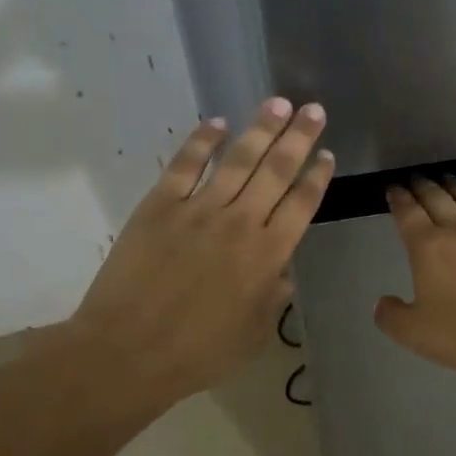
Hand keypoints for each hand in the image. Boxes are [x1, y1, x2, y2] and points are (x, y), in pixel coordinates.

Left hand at [63, 98, 332, 408]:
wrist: (128, 352)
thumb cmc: (198, 353)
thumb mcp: (253, 335)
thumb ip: (273, 298)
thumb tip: (282, 272)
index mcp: (268, 255)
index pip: (301, 204)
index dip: (317, 176)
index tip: (327, 153)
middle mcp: (240, 223)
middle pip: (277, 170)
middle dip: (299, 137)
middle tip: (314, 109)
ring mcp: (198, 209)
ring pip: (238, 159)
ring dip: (261, 128)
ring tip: (279, 103)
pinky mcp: (160, 205)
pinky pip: (185, 164)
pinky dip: (203, 141)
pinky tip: (217, 123)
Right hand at [374, 176, 455, 388]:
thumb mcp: (410, 331)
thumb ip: (390, 314)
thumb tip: (383, 303)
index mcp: (426, 247)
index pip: (407, 212)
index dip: (397, 198)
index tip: (392, 188)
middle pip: (437, 198)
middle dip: (423, 186)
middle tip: (416, 179)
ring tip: (449, 182)